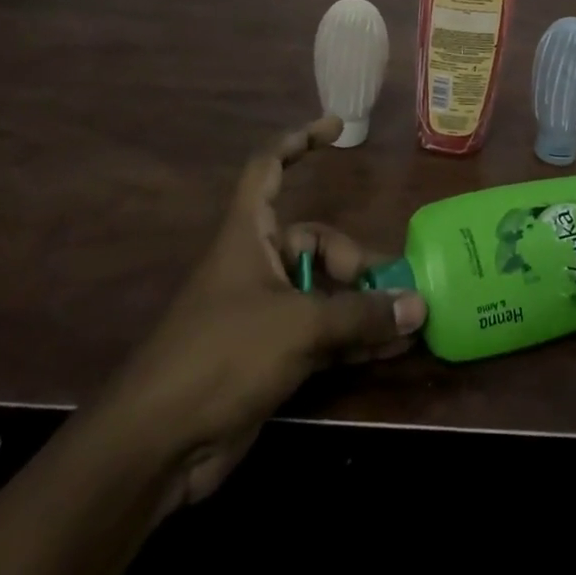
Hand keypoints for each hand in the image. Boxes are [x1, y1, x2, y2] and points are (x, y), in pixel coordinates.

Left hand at [92, 116, 426, 509]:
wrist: (157, 448)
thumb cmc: (221, 356)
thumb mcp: (298, 327)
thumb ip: (359, 314)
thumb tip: (419, 305)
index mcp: (248, 234)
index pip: (269, 167)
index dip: (299, 140)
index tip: (336, 126)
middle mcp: (257, 264)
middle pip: (315, 242)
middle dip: (356, 262)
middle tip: (393, 286)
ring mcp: (264, 312)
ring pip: (324, 291)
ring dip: (363, 303)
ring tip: (408, 317)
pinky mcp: (270, 355)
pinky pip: (322, 332)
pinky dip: (353, 337)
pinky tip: (391, 348)